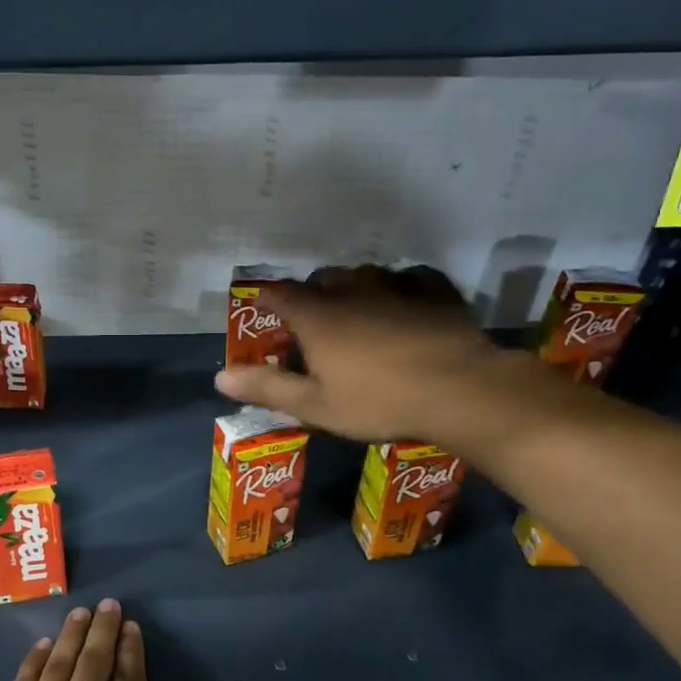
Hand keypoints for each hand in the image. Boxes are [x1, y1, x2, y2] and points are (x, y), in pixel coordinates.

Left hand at [0, 600, 195, 680]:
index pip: (129, 676)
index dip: (130, 647)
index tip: (130, 626)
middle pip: (95, 658)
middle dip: (103, 628)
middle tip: (107, 605)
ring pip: (61, 660)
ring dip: (72, 633)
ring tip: (80, 612)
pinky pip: (25, 678)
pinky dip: (37, 657)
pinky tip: (45, 644)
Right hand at [214, 264, 535, 448]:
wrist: (461, 391)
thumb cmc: (379, 401)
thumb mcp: (316, 405)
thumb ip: (267, 387)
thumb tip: (219, 378)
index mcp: (317, 316)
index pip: (279, 294)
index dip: (266, 299)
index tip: (261, 308)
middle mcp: (351, 289)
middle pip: (321, 279)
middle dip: (311, 294)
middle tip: (313, 324)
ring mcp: (396, 284)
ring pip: (363, 274)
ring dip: (353, 289)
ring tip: (357, 313)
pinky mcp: (434, 289)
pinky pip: (408, 277)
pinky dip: (397, 288)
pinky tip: (403, 305)